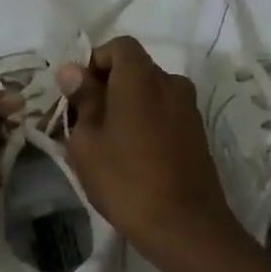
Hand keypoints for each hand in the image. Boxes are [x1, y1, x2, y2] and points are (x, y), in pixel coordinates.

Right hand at [56, 37, 240, 253]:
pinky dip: (145, 122)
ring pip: (150, 94)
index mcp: (142, 77)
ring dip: (127, 106)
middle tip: (84, 121)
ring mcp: (189, 109)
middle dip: (108, 86)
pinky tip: (131, 155)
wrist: (183, 225)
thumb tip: (73, 71)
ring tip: (106, 142)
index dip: (94, 62)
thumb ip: (82, 99)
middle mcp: (171, 83)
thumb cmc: (125, 179)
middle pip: (135, 69)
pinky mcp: (197, 134)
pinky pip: (164, 114)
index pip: (119, 46)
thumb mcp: (88, 141)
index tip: (76, 92)